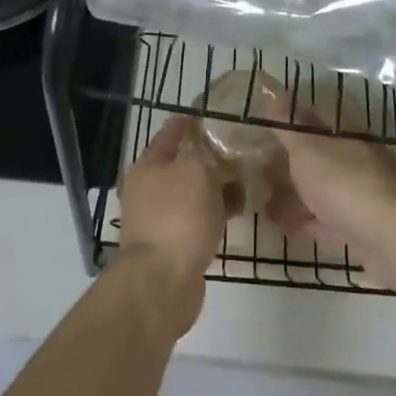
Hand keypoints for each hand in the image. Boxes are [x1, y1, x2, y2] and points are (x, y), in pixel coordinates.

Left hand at [115, 115, 237, 330]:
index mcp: (148, 164)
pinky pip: (199, 217)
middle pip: (184, 162)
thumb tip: (212, 144)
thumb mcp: (196, 171)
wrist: (162, 282)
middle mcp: (149, 187)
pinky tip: (237, 210)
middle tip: (242, 148)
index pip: (172, 131)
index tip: (219, 113)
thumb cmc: (178, 217)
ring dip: (217, 185)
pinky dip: (216, 211)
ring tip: (247, 179)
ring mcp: (160, 216)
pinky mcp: (174, 242)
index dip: (194, 120)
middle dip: (211, 155)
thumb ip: (206, 152)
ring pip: (194, 191)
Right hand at [259, 97, 395, 285]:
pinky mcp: (361, 227)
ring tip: (263, 203)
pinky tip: (284, 226)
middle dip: (288, 163)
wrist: (391, 237)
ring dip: (294, 194)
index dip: (288, 122)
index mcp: (345, 132)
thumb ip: (287, 125)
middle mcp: (355, 158)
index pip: (314, 118)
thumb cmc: (343, 182)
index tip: (263, 132)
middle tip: (257, 171)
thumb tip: (272, 91)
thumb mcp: (306, 148)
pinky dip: (305, 220)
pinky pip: (326, 219)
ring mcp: (360, 193)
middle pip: (317, 155)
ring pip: (321, 188)